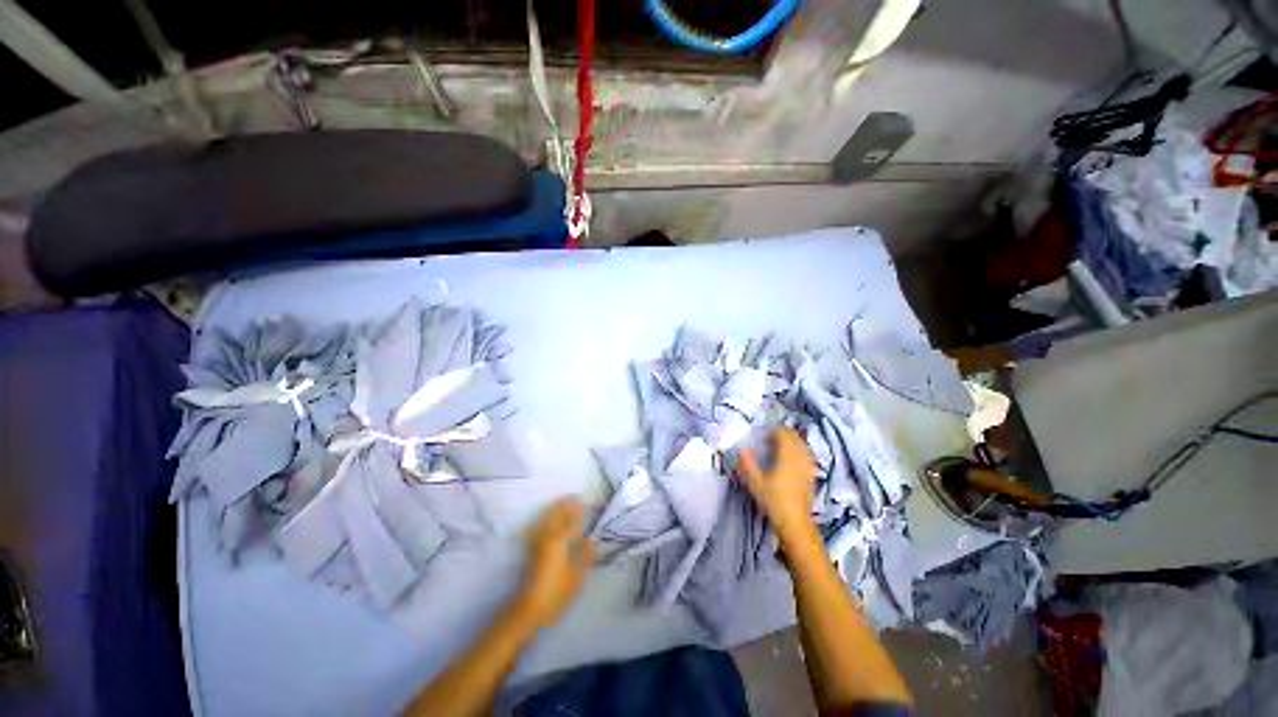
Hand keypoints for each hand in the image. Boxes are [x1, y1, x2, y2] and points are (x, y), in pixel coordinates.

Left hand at [512, 497, 594, 630]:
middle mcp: (547, 537)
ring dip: (554, 510)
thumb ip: (584, 555)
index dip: (576, 509)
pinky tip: (546, 521)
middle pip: (556, 516)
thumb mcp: (576, 577)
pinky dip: (544, 520)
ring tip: (561, 503)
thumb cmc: (556, 593)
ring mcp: (537, 544)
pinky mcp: (531, 551)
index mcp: (560, 541)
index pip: (570, 519)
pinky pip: (539, 527)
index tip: (582, 499)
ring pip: (546, 520)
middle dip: (564, 505)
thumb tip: (593, 539)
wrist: (528, 609)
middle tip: (573, 497)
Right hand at [738, 428, 817, 541]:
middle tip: (770, 440)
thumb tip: (743, 450)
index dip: (773, 432)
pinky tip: (792, 459)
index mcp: (787, 457)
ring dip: (792, 441)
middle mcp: (800, 458)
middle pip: (795, 437)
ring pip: (803, 445)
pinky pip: (808, 455)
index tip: (763, 437)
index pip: (784, 434)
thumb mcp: (755, 484)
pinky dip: (800, 451)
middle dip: (783, 434)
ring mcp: (808, 466)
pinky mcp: (812, 475)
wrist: (795, 523)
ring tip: (780, 447)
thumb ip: (748, 465)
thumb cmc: (774, 502)